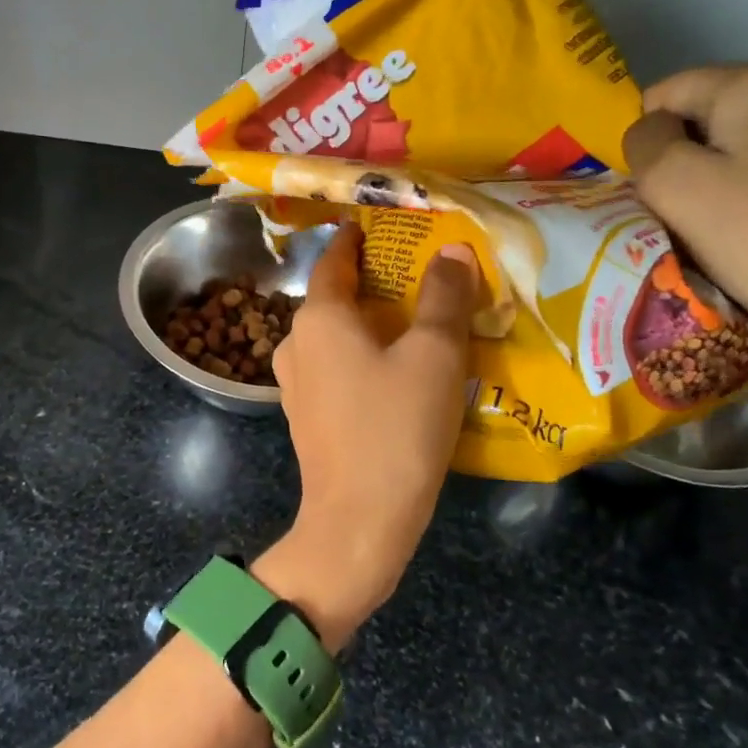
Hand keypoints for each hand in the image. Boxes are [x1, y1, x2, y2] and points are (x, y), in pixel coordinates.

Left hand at [260, 224, 478, 639]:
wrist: (358, 520)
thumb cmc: (395, 427)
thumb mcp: (434, 355)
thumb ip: (444, 298)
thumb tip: (452, 252)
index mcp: (319, 319)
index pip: (334, 260)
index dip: (358, 239)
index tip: (383, 226)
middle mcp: (296, 344)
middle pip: (334, 299)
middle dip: (372, 283)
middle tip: (418, 274)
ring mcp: (295, 384)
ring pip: (334, 337)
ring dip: (368, 324)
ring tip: (413, 320)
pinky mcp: (306, 417)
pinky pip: (335, 370)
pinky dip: (361, 358)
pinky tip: (394, 370)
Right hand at [623, 63, 747, 363]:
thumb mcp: (670, 183)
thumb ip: (644, 142)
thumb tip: (653, 132)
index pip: (664, 95)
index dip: (646, 142)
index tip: (656, 190)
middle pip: (704, 115)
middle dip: (681, 157)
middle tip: (683, 211)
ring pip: (737, 142)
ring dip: (714, 177)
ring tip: (719, 225)